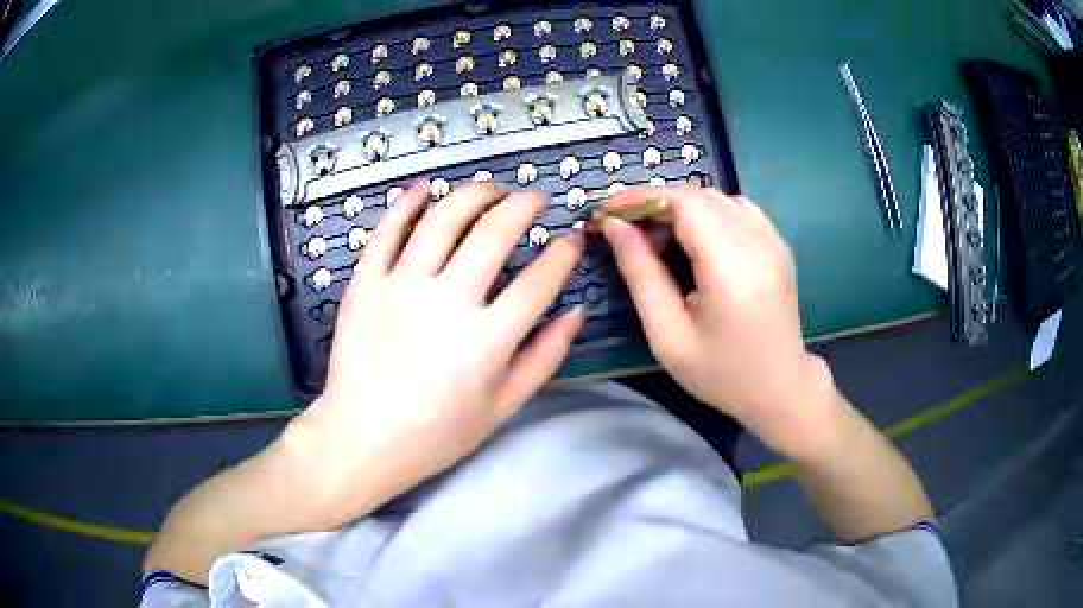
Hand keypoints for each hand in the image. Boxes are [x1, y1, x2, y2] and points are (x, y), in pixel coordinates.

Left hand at [286, 180, 584, 526]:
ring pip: (442, 220)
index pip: (538, 281)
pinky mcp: (365, 284)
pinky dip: (406, 203)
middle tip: (534, 198)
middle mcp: (447, 303)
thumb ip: (542, 360)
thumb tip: (576, 313)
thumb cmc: (435, 434)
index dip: (562, 253)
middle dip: (523, 206)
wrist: (361, 440)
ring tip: (489, 187)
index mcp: (487, 341)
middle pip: (493, 234)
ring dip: (472, 194)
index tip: (571, 238)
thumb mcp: (500, 409)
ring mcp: (401, 287)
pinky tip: (423, 187)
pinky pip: (387, 232)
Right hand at [599, 187, 838, 455]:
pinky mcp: (777, 243)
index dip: (641, 197)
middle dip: (655, 203)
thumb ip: (641, 275)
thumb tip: (615, 227)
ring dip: (680, 207)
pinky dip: (707, 213)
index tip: (607, 211)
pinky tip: (695, 240)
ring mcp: (773, 240)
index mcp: (731, 268)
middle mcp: (757, 242)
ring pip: (717, 197)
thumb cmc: (721, 373)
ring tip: (657, 238)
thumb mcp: (668, 336)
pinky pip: (736, 208)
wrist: (780, 388)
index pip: (684, 202)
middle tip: (626, 231)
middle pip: (698, 195)